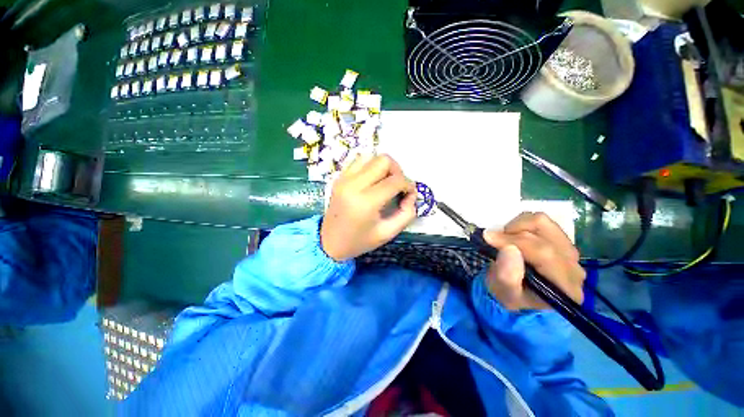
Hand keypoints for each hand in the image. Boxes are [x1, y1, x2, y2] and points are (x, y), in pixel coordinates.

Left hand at [321, 154, 416, 260]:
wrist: (329, 243)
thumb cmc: (359, 241)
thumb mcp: (388, 233)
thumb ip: (406, 214)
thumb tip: (411, 195)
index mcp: (366, 202)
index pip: (395, 181)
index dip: (408, 185)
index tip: (409, 195)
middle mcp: (353, 185)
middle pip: (384, 161)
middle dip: (398, 171)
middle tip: (398, 187)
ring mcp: (344, 179)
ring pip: (372, 156)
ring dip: (384, 167)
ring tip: (385, 182)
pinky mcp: (339, 177)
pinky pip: (359, 161)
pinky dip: (370, 166)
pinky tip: (372, 180)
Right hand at [483, 212, 584, 309]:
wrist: (521, 295)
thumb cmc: (513, 296)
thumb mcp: (505, 294)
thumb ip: (507, 276)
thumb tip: (508, 248)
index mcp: (565, 286)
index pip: (544, 253)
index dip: (513, 241)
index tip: (488, 238)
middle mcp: (574, 266)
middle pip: (544, 233)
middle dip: (512, 233)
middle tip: (494, 242)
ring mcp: (569, 251)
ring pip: (542, 222)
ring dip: (516, 227)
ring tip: (505, 240)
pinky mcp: (561, 240)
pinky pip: (540, 221)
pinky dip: (521, 224)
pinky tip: (513, 238)